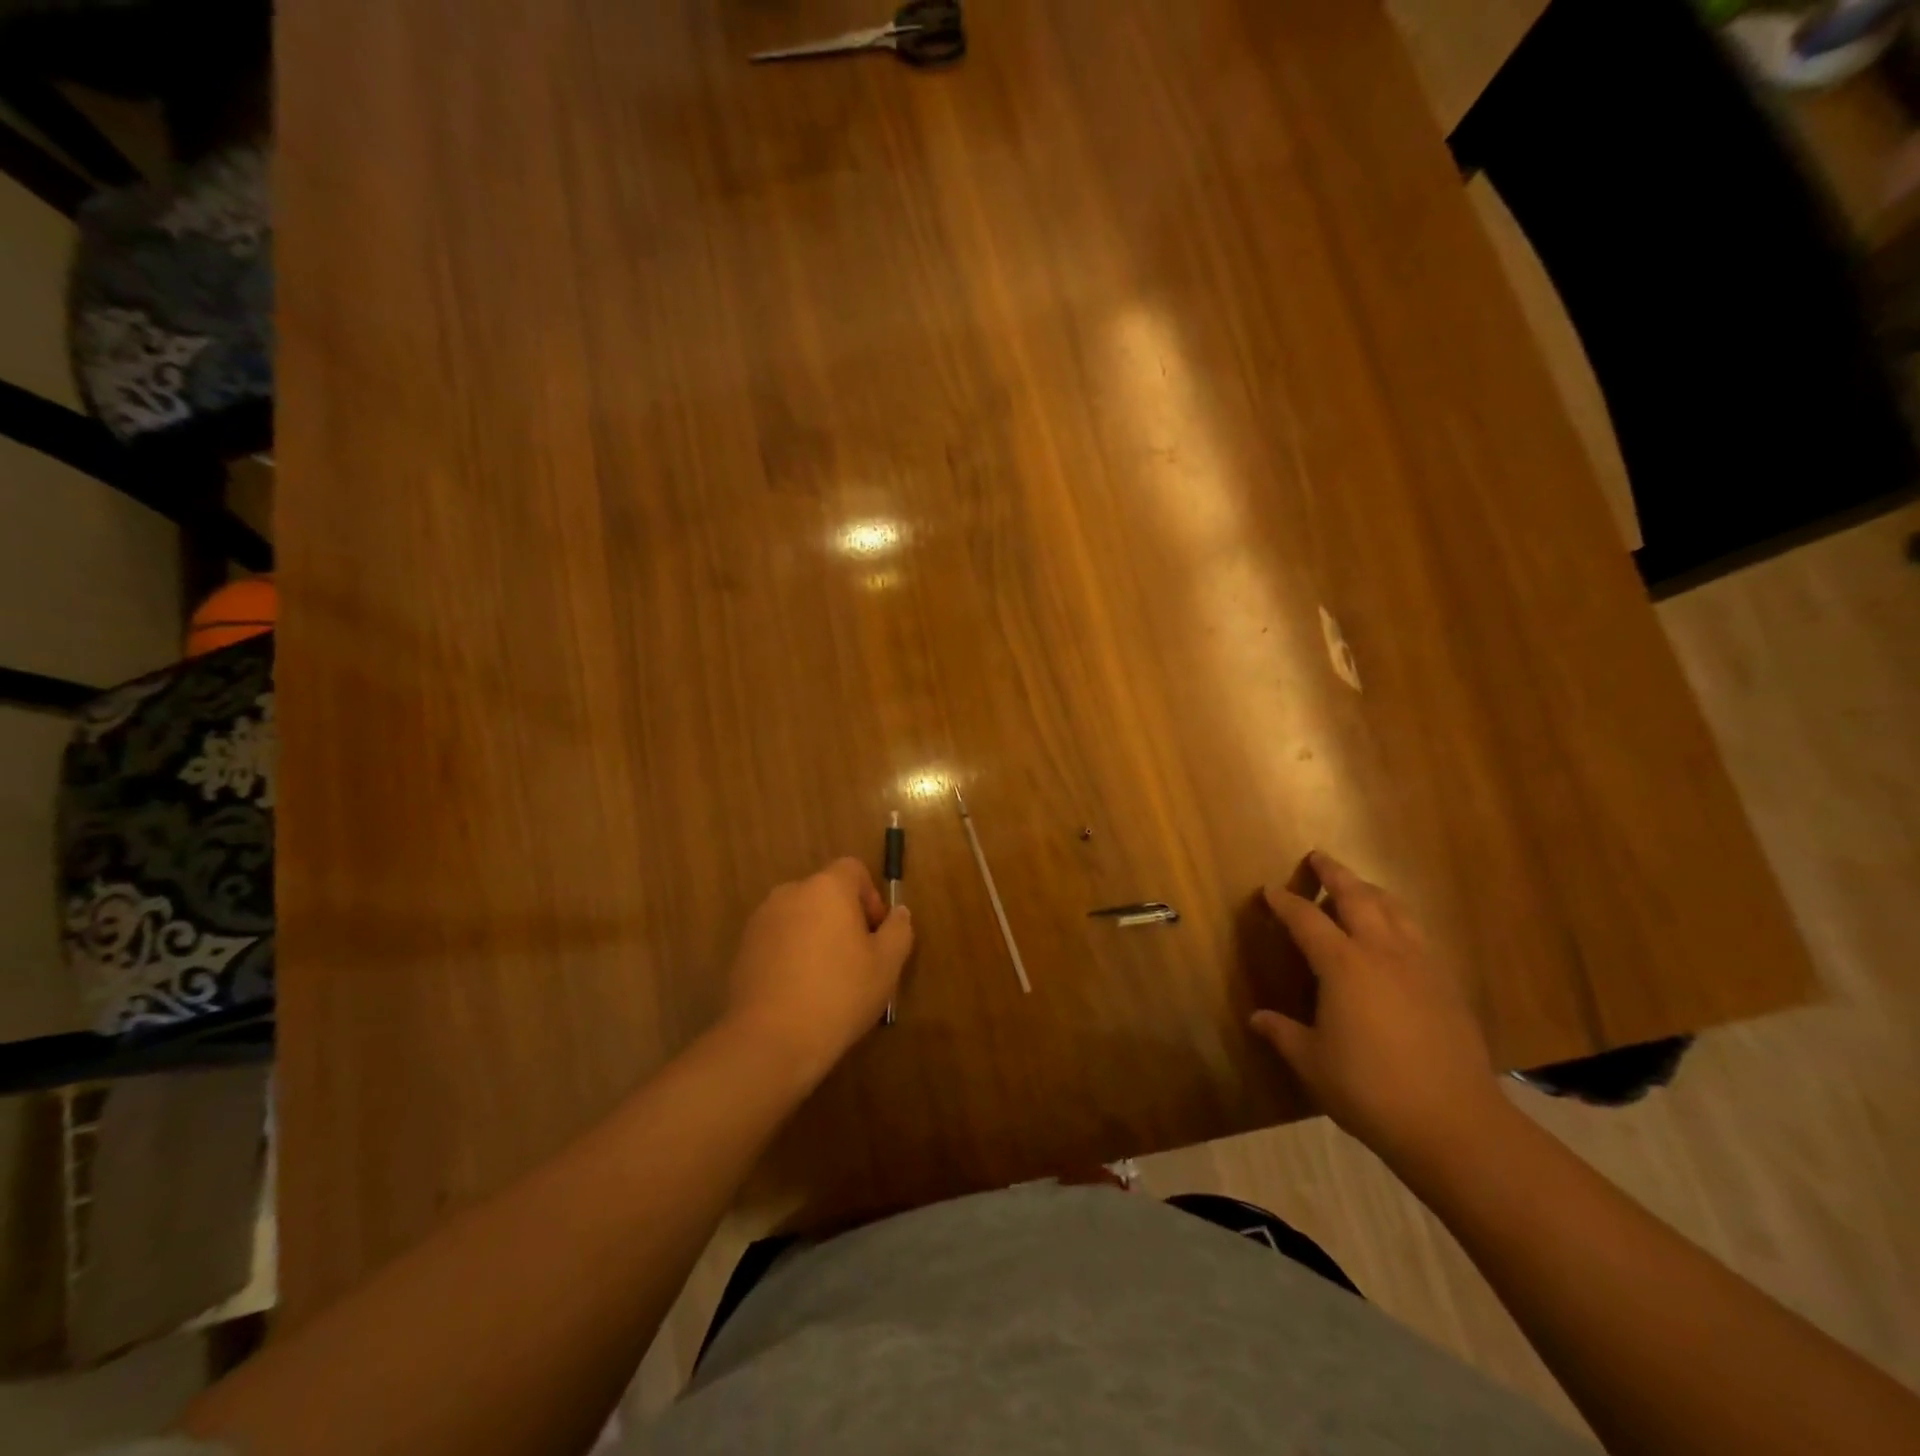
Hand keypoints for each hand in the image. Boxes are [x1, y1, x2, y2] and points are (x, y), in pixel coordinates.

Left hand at [723, 857, 913, 1087]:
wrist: (770, 1040)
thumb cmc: (839, 994)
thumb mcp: (887, 964)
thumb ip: (898, 930)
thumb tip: (898, 913)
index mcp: (827, 888)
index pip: (853, 869)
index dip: (870, 896)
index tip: (875, 933)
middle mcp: (790, 893)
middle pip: (825, 893)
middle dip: (843, 918)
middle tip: (856, 959)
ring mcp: (761, 920)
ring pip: (800, 917)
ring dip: (815, 936)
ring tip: (826, 980)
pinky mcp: (742, 949)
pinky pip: (777, 940)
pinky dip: (791, 954)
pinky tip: (799, 992)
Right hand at [1249, 851, 1496, 1163]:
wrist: (1455, 1124)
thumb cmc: (1370, 1090)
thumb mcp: (1312, 1063)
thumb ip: (1283, 1034)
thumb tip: (1257, 1018)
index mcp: (1342, 965)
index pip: (1306, 919)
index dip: (1285, 902)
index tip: (1269, 891)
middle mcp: (1382, 953)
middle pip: (1358, 896)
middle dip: (1334, 873)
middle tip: (1318, 857)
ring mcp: (1420, 966)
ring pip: (1395, 909)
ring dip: (1371, 891)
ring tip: (1357, 887)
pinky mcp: (1446, 986)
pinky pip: (1418, 935)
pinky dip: (1398, 921)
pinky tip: (1394, 937)